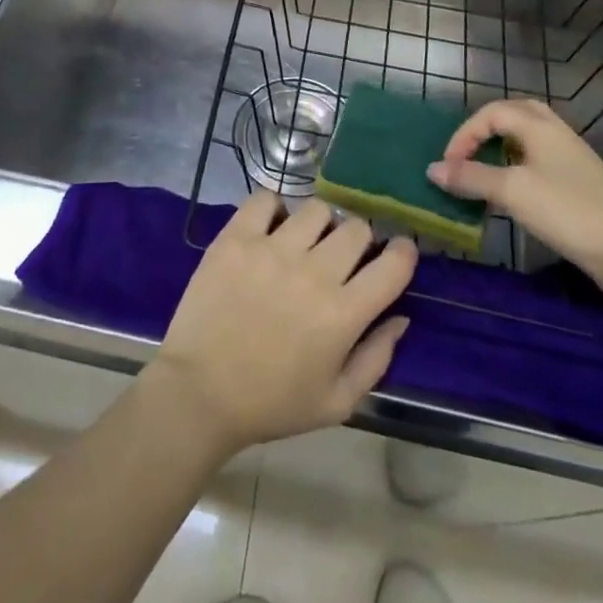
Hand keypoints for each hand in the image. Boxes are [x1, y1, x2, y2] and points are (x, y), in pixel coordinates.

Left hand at [147, 192, 416, 456]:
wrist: (199, 393)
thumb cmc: (271, 403)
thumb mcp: (337, 402)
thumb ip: (376, 358)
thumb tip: (400, 317)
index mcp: (343, 314)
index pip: (394, 263)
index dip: (403, 252)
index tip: (395, 254)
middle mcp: (314, 273)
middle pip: (356, 228)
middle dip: (358, 241)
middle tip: (341, 258)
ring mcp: (272, 250)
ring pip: (316, 209)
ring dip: (318, 225)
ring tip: (303, 243)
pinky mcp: (236, 238)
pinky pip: (265, 199)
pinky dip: (273, 209)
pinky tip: (270, 229)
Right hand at [427, 98, 602, 302]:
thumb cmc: (567, 211)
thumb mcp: (511, 191)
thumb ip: (470, 177)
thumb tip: (432, 169)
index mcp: (540, 126)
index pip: (492, 112)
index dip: (464, 134)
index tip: (448, 166)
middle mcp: (556, 134)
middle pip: (516, 115)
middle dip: (486, 130)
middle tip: (467, 154)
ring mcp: (572, 160)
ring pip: (529, 140)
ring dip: (502, 150)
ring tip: (484, 173)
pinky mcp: (580, 185)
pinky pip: (540, 163)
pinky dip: (518, 169)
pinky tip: (513, 196)